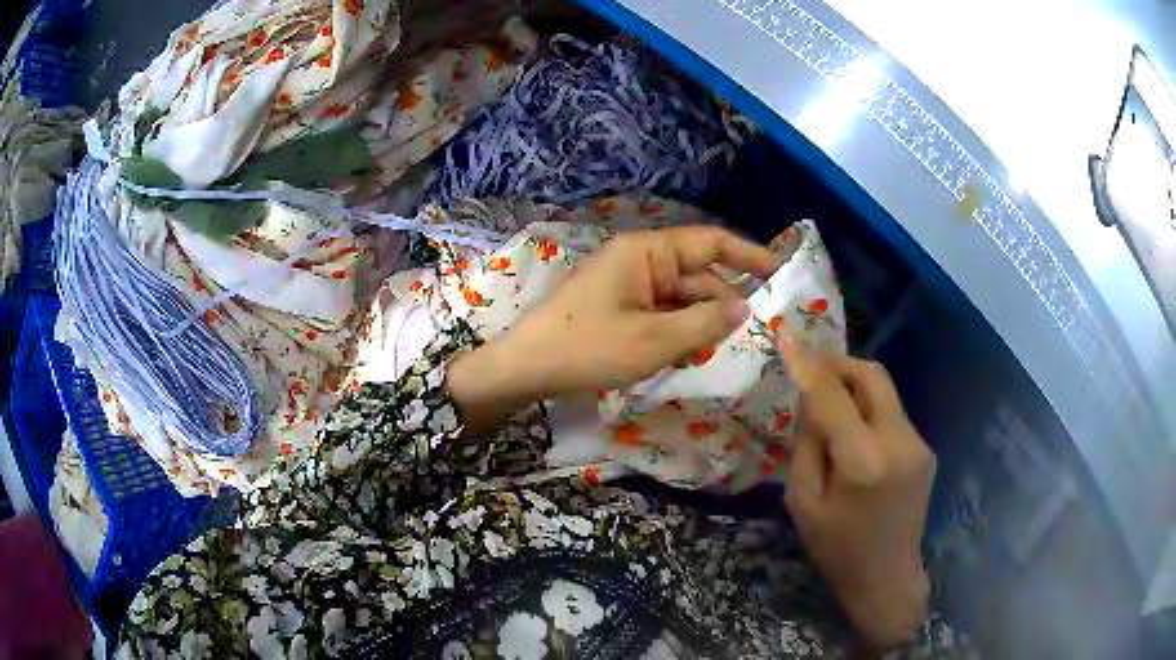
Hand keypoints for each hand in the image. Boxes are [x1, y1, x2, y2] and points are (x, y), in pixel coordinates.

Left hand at [448, 226, 778, 433]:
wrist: (526, 369)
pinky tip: (674, 360)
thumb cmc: (587, 347)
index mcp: (648, 252)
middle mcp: (640, 260)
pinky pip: (661, 314)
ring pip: (681, 300)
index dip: (749, 254)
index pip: (711, 241)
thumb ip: (705, 322)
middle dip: (719, 307)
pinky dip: (674, 334)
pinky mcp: (619, 306)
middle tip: (741, 341)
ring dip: (695, 327)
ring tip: (698, 357)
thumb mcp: (654, 340)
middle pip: (698, 276)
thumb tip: (745, 307)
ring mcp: (628, 284)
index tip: (781, 273)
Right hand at [779, 335, 934, 647]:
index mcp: (864, 462)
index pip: (833, 396)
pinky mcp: (925, 449)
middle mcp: (899, 442)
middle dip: (839, 364)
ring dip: (854, 387)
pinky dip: (868, 410)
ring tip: (829, 405)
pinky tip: (853, 434)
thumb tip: (810, 400)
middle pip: (873, 375)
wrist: (887, 577)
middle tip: (812, 370)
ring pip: (884, 391)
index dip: (809, 364)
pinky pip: (891, 413)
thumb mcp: (803, 502)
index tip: (787, 336)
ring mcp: (918, 443)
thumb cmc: (837, 549)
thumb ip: (807, 445)